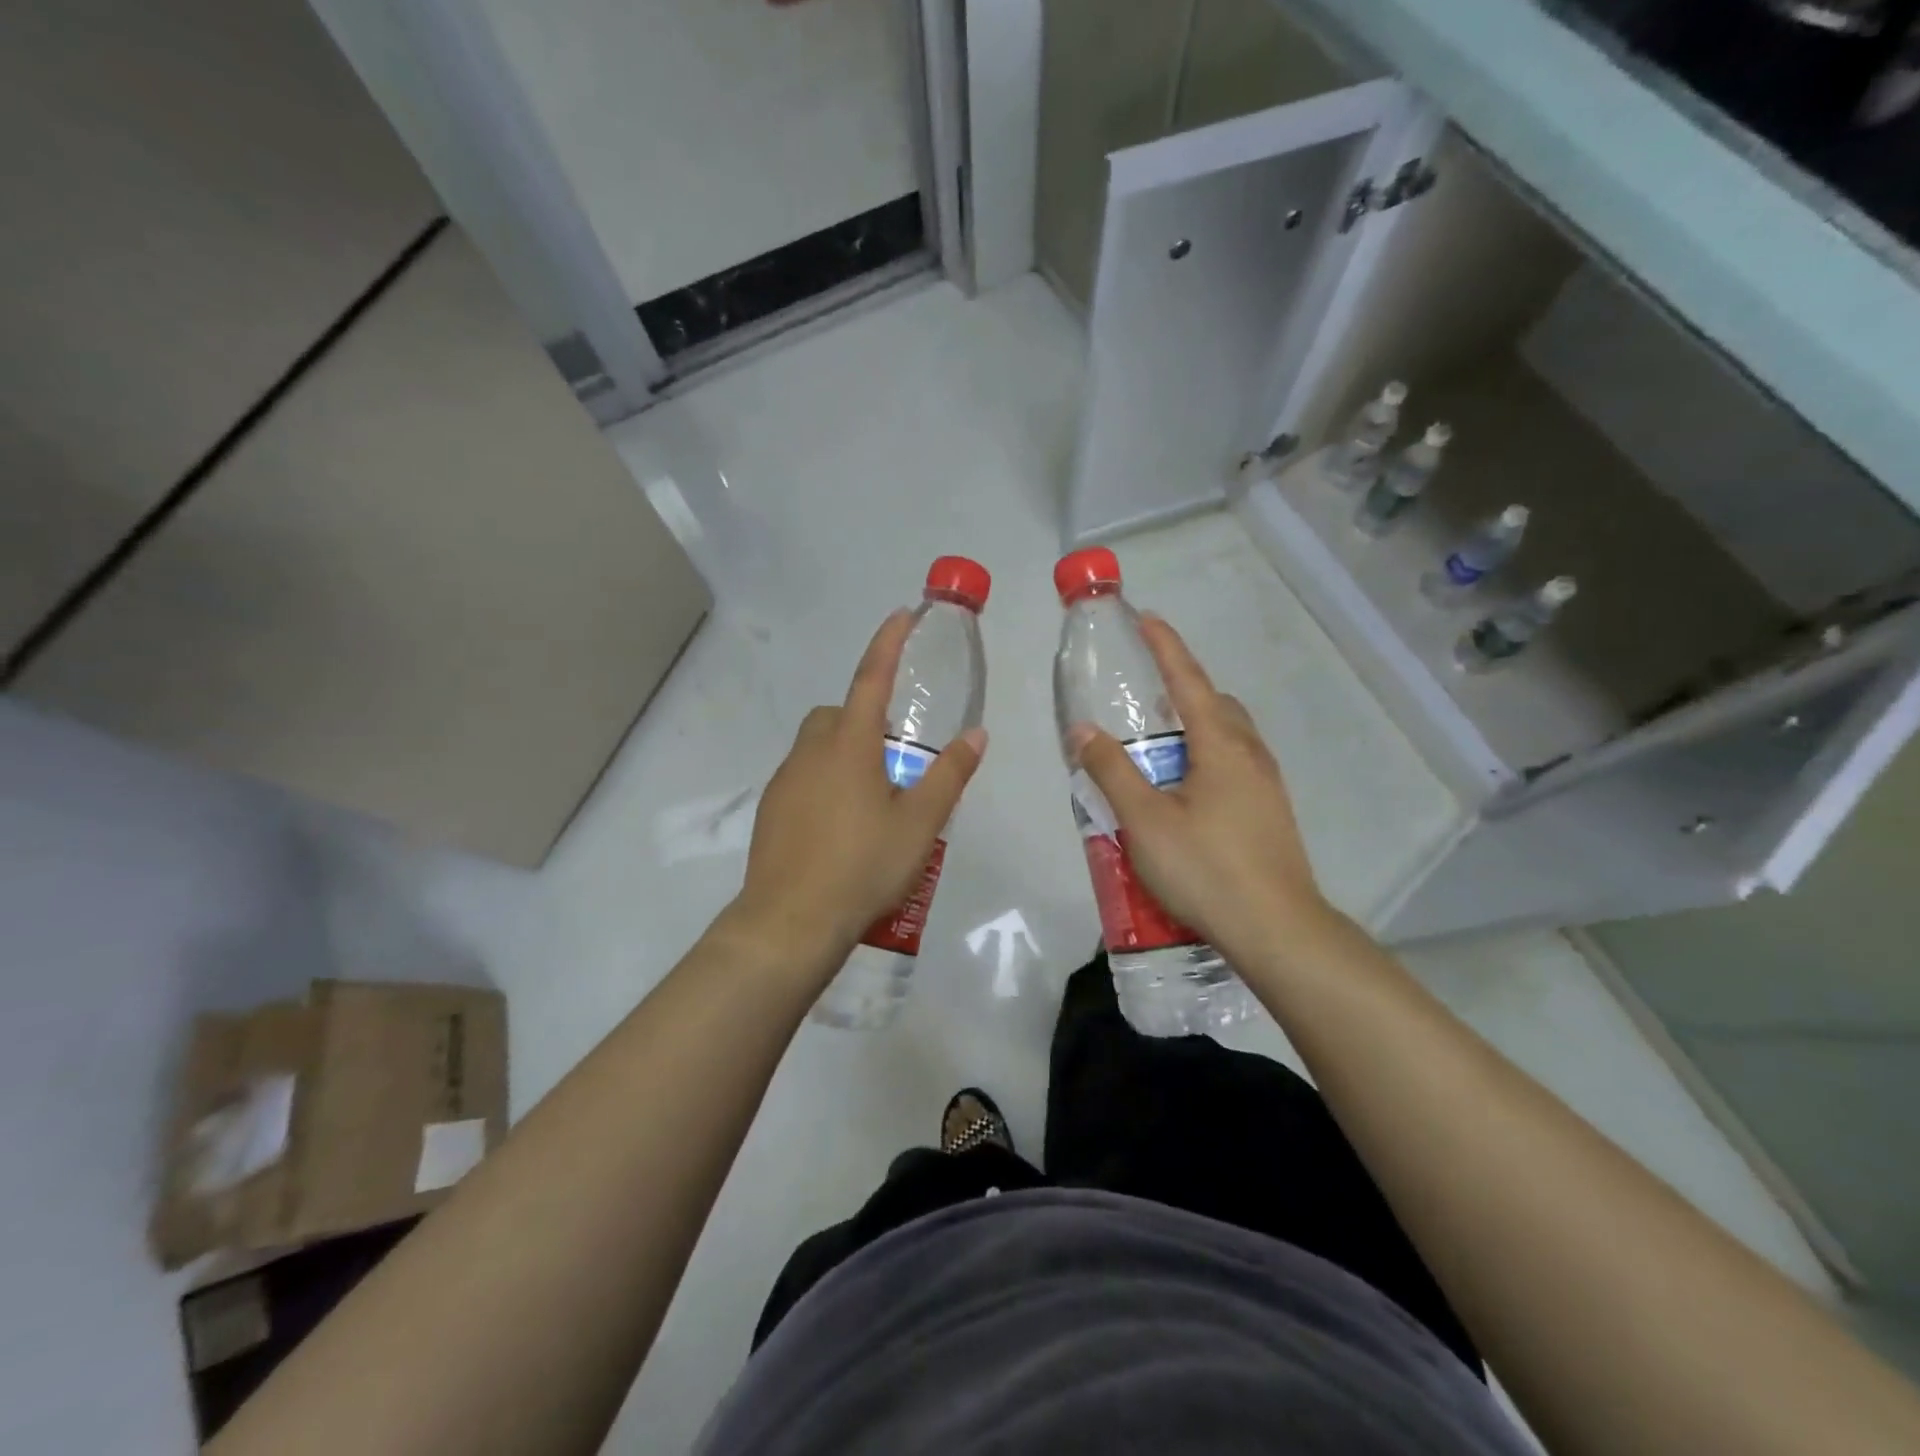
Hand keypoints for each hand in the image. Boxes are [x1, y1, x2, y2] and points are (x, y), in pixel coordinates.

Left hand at [733, 609, 985, 967]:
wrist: (791, 921)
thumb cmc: (863, 865)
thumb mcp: (920, 823)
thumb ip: (949, 774)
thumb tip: (977, 735)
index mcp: (850, 745)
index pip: (872, 678)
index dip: (888, 643)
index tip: (901, 615)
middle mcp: (811, 752)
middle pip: (838, 714)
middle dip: (864, 717)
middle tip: (894, 758)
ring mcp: (785, 781)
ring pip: (818, 747)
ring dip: (845, 753)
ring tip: (873, 800)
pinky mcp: (771, 811)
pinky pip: (803, 778)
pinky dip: (825, 783)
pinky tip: (842, 827)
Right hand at [1067, 614, 1324, 960]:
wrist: (1277, 930)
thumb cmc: (1207, 869)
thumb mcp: (1145, 821)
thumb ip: (1111, 771)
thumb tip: (1083, 730)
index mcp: (1221, 746)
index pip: (1189, 680)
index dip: (1166, 646)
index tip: (1146, 617)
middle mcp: (1250, 755)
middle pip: (1217, 704)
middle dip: (1184, 688)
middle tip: (1146, 697)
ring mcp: (1267, 785)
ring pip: (1230, 736)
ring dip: (1197, 726)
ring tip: (1160, 746)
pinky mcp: (1271, 813)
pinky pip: (1236, 764)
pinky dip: (1208, 756)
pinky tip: (1186, 791)